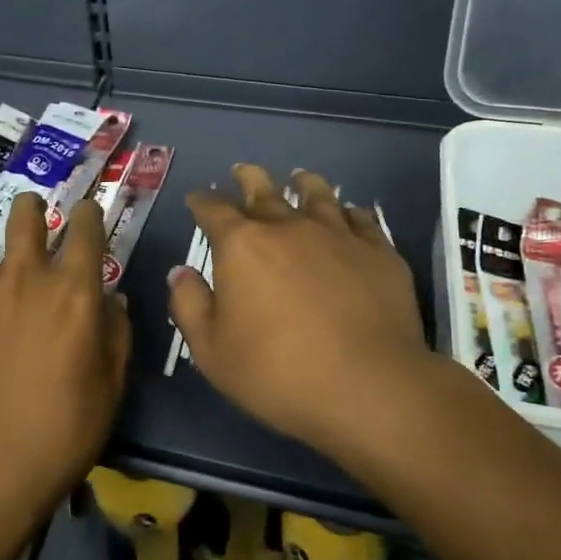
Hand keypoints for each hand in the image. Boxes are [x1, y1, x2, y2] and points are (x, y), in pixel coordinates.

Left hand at [0, 192, 131, 511]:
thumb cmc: (63, 429)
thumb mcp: (111, 385)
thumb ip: (116, 333)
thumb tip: (112, 299)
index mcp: (74, 289)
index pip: (86, 228)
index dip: (87, 214)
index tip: (85, 214)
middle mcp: (24, 274)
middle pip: (25, 214)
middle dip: (30, 207)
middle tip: (30, 215)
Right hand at [168, 164, 447, 454]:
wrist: (368, 387)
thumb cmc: (277, 372)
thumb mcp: (211, 350)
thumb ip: (190, 305)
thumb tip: (181, 272)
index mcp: (242, 246)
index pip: (214, 210)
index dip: (201, 202)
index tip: (196, 199)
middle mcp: (288, 227)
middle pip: (264, 190)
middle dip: (248, 179)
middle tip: (242, 172)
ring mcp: (338, 235)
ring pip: (318, 194)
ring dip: (303, 183)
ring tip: (300, 178)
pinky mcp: (379, 252)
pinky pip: (361, 219)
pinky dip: (349, 212)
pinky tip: (349, 215)